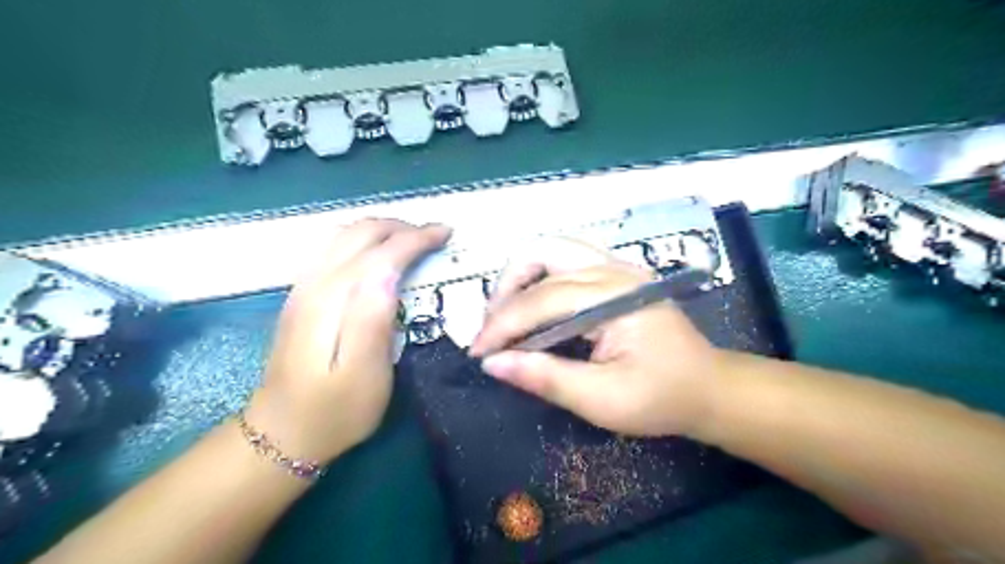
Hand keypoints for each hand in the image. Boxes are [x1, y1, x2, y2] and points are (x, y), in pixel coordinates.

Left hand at [245, 219, 448, 463]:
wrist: (281, 434)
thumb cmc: (336, 410)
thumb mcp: (366, 375)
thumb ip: (374, 319)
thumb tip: (389, 271)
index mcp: (334, 300)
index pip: (381, 252)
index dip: (416, 238)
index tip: (446, 234)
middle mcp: (315, 283)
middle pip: (360, 233)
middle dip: (402, 227)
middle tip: (434, 235)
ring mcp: (303, 287)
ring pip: (343, 234)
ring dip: (381, 229)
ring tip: (411, 238)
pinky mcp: (301, 296)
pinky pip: (332, 247)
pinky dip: (362, 239)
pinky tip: (376, 253)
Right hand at [472, 236, 723, 436]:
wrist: (708, 388)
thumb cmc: (661, 398)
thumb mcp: (602, 401)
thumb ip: (547, 378)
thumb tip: (493, 363)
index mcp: (615, 297)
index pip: (542, 300)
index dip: (503, 325)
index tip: (478, 352)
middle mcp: (614, 269)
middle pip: (541, 254)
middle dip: (506, 290)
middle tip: (493, 329)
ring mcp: (616, 266)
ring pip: (551, 249)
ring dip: (520, 277)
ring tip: (506, 314)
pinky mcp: (615, 274)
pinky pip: (564, 259)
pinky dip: (538, 277)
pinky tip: (533, 305)